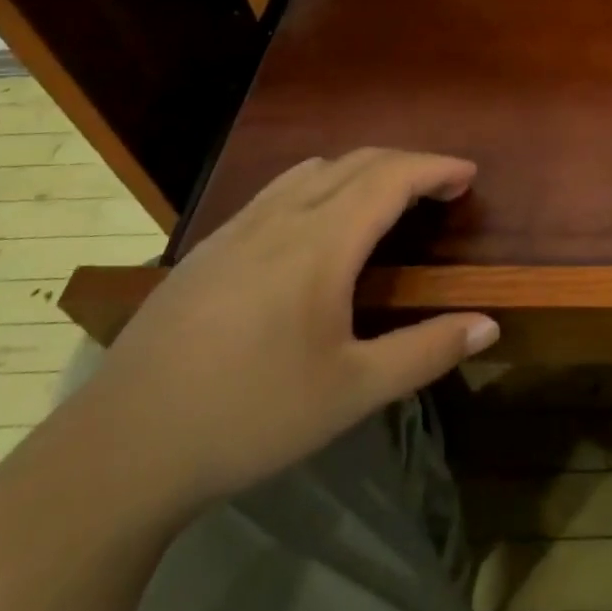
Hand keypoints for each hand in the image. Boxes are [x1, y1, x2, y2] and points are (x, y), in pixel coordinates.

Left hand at [57, 149, 498, 513]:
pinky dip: (321, 184)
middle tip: (441, 186)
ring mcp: (237, 227)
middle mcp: (280, 218)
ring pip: (313, 169)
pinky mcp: (208, 247)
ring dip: (361, 168)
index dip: (435, 168)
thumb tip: (489, 326)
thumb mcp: (351, 393)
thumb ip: (426, 351)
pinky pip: (278, 190)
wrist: (122, 449)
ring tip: (387, 198)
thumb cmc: (250, 418)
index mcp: (320, 244)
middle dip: (406, 163)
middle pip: (356, 161)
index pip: (390, 178)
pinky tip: (316, 227)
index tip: (469, 174)